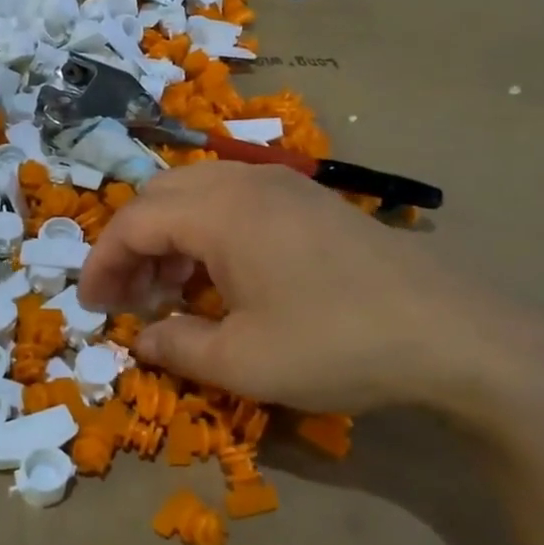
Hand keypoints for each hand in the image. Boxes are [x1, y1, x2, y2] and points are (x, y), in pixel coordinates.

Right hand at [78, 162, 543, 449]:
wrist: (451, 334)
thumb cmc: (335, 344)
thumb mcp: (242, 362)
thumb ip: (177, 346)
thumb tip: (142, 340)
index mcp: (220, 210)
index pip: (133, 222)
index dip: (102, 262)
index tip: (91, 306)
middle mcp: (245, 182)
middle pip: (160, 196)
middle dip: (131, 245)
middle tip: (129, 298)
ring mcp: (282, 186)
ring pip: (197, 194)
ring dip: (169, 237)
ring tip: (170, 291)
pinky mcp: (309, 201)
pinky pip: (235, 201)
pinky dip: (207, 232)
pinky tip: (222, 278)